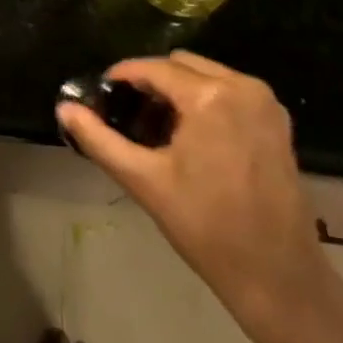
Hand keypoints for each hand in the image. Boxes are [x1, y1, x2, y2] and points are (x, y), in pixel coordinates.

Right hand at [57, 51, 324, 322]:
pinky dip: (207, 101)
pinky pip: (230, 90)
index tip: (103, 93)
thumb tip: (64, 109)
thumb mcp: (145, 181)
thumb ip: (100, 139)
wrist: (278, 278)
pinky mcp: (277, 119)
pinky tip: (193, 138)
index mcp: (209, 96)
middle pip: (181, 64)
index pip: (154, 68)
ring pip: (206, 74)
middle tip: (131, 117)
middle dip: (153, 83)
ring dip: (180, 91)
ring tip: (160, 130)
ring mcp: (264, 100)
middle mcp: (241, 85)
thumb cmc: (207, 228)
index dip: (123, 76)